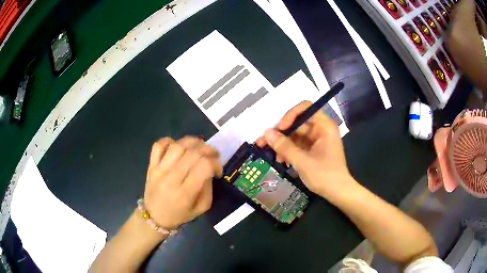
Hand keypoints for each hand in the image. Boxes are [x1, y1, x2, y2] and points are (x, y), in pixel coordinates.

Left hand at [144, 136, 221, 229]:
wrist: (154, 217)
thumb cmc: (179, 215)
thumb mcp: (200, 209)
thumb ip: (208, 188)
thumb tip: (209, 169)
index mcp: (185, 192)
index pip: (204, 166)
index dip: (216, 163)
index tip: (217, 170)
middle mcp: (171, 178)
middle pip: (193, 153)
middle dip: (208, 150)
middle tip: (213, 155)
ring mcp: (159, 170)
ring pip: (177, 146)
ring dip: (192, 142)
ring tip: (199, 146)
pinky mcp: (151, 165)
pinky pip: (158, 145)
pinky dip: (169, 141)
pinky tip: (177, 146)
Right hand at [256, 101, 354, 197]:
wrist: (338, 193)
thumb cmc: (325, 176)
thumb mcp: (302, 161)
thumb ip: (284, 146)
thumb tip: (266, 133)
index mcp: (324, 127)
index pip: (305, 108)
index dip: (290, 115)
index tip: (279, 129)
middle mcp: (321, 130)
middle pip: (297, 123)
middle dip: (281, 133)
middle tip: (263, 142)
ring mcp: (317, 140)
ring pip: (295, 135)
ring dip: (282, 144)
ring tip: (271, 155)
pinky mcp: (313, 150)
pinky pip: (297, 145)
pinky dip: (288, 150)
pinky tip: (280, 160)